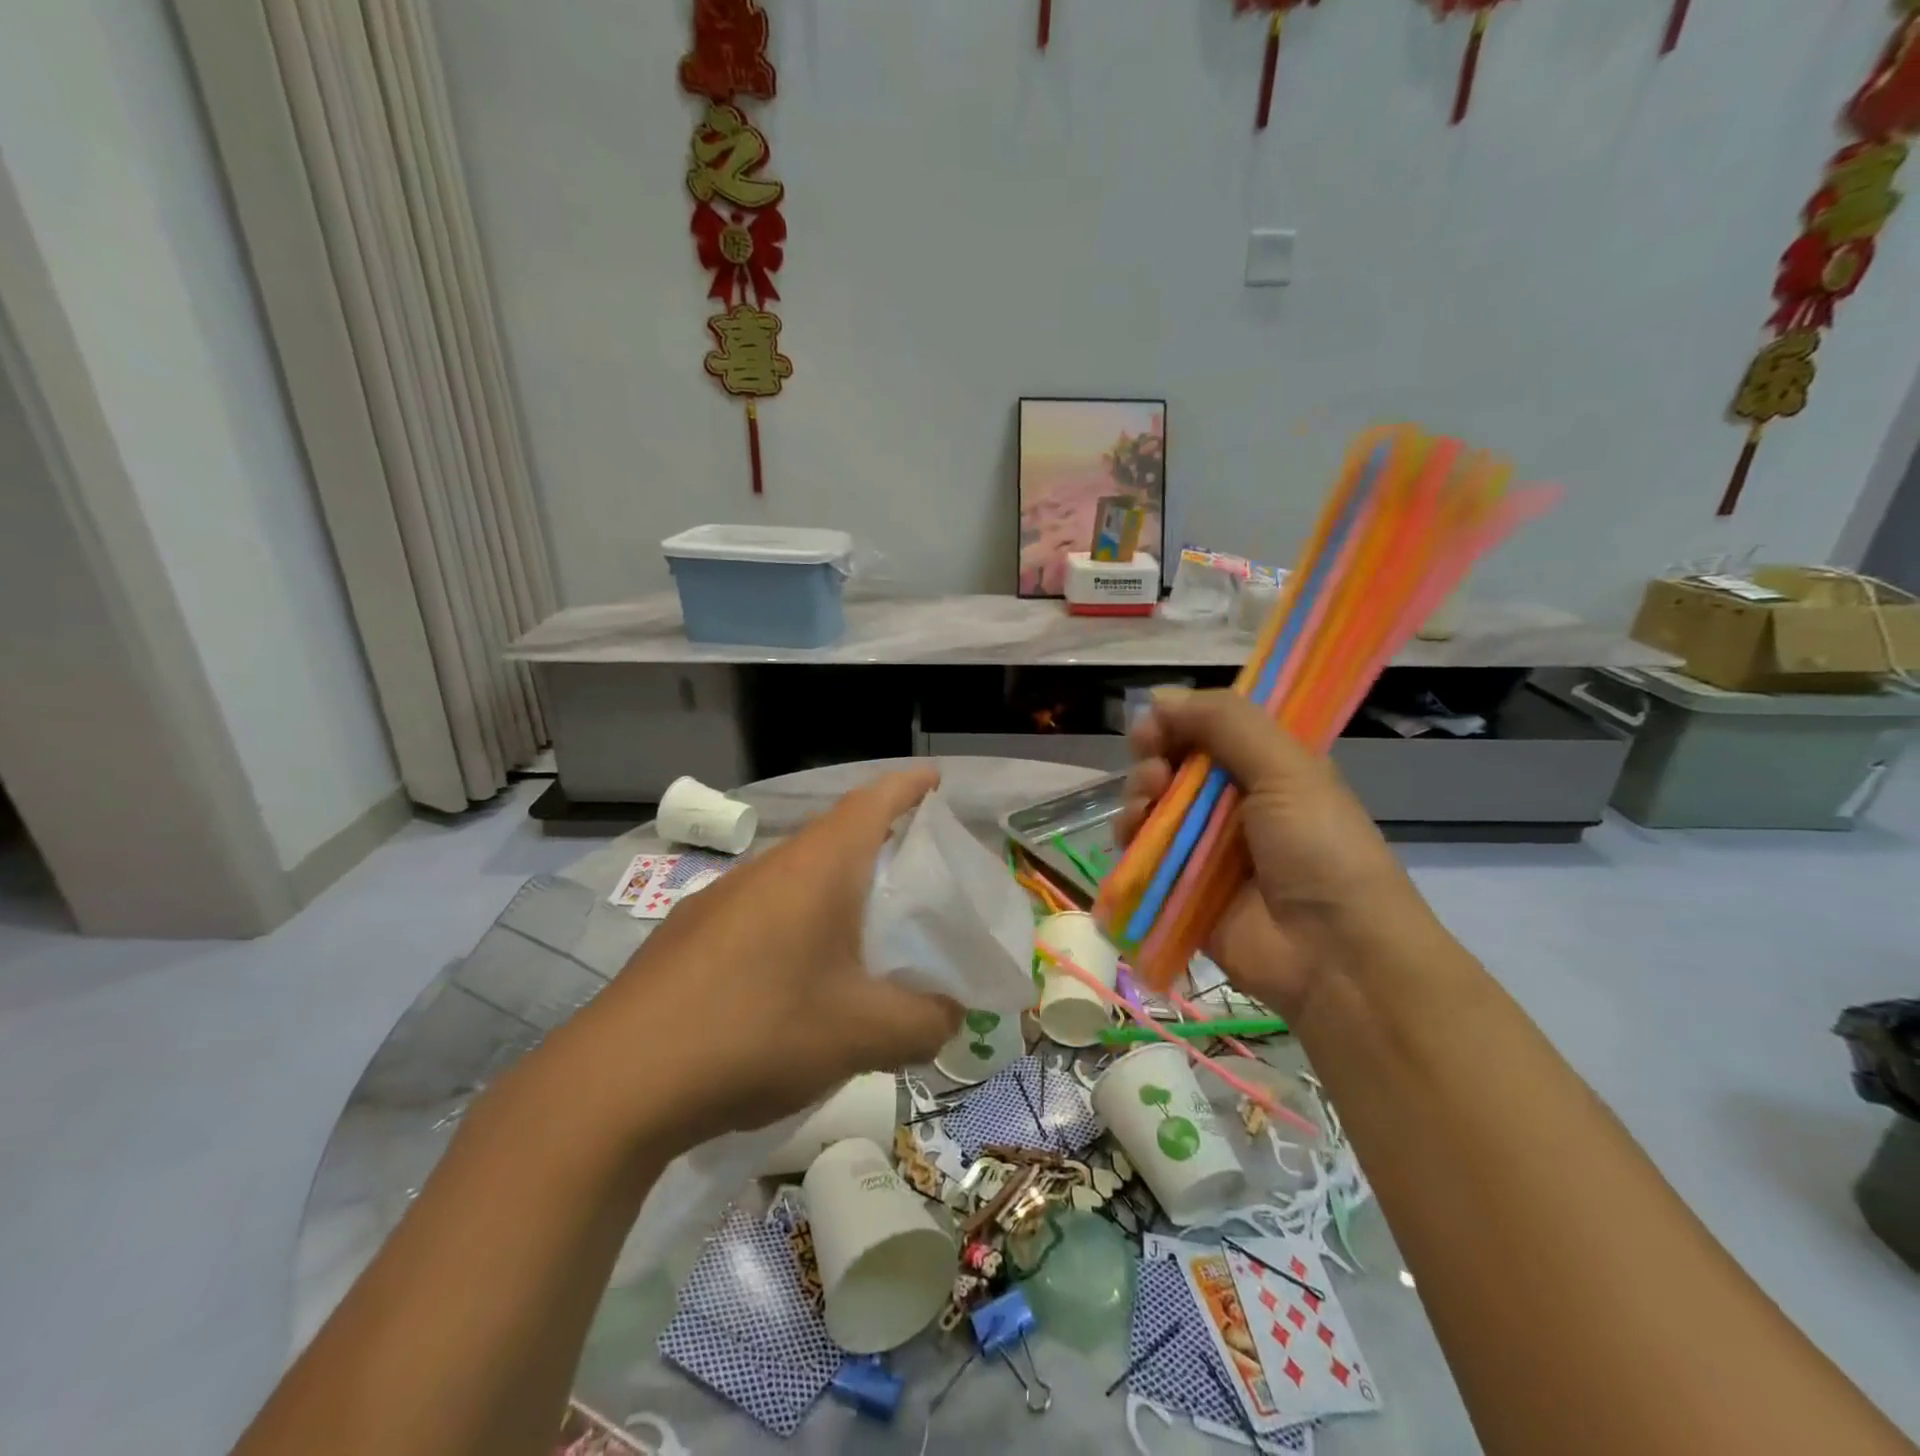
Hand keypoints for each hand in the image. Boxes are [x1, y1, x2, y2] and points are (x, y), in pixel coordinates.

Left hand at [597, 769, 962, 1143]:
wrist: (617, 1082)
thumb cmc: (758, 1031)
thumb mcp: (862, 1035)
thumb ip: (924, 1022)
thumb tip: (949, 1015)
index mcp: (817, 868)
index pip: (873, 801)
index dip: (909, 786)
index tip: (935, 780)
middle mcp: (767, 868)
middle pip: (835, 837)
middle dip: (878, 847)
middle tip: (914, 881)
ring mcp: (719, 898)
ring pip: (794, 878)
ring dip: (832, 893)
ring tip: (860, 939)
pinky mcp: (686, 934)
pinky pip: (759, 912)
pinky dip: (792, 927)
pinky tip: (790, 983)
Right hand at [1118, 690, 1430, 1018]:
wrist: (1334, 953)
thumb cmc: (1319, 848)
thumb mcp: (1287, 768)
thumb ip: (1226, 722)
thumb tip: (1160, 697)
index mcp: (1266, 769)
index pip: (1208, 731)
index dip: (1177, 723)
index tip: (1156, 726)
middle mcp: (1232, 804)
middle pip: (1173, 766)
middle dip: (1153, 760)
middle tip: (1157, 772)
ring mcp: (1204, 849)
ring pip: (1151, 807)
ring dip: (1138, 797)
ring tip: (1147, 805)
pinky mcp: (1180, 888)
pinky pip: (1141, 853)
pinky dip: (1129, 839)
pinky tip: (1131, 835)